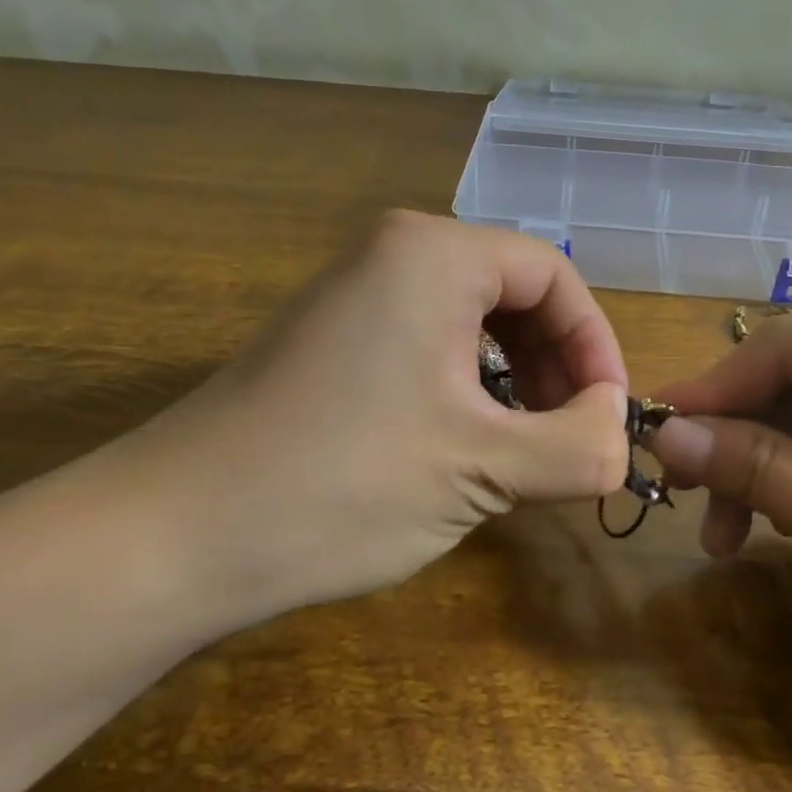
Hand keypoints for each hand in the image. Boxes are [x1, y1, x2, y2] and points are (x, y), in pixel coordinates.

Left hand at [103, 211, 632, 628]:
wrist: (173, 537)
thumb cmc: (343, 483)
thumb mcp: (484, 468)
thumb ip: (580, 448)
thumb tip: (618, 432)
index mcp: (433, 254)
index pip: (554, 276)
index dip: (596, 346)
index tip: (609, 418)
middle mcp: (391, 256)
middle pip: (514, 295)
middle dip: (556, 368)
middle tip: (568, 442)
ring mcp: (353, 299)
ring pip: (472, 328)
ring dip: (515, 387)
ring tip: (522, 455)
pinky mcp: (329, 346)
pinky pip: (428, 351)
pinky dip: (467, 395)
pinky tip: (463, 450)